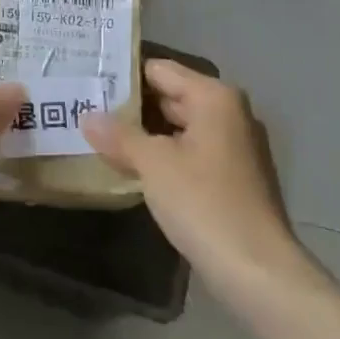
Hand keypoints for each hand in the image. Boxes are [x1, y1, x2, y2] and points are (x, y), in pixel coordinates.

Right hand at [83, 60, 310, 294]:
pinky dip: (161, 155)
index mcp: (214, 98)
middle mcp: (228, 114)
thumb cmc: (203, 203)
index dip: (123, 75)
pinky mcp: (231, 178)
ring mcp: (233, 147)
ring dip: (143, 133)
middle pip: (170, 96)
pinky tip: (130, 167)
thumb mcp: (153, 164)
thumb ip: (119, 135)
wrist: (255, 269)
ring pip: (178, 127)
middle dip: (130, 106)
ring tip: (98, 136)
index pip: (160, 70)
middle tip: (84, 108)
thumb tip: (87, 116)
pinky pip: (188, 152)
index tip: (87, 80)